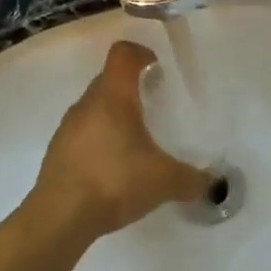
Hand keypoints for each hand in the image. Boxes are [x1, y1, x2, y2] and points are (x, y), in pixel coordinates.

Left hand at [31, 41, 212, 239]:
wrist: (60, 217)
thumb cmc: (115, 182)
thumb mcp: (165, 181)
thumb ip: (193, 180)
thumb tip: (214, 184)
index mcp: (112, 97)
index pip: (123, 54)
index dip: (141, 53)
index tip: (158, 68)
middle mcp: (86, 105)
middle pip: (108, 81)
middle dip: (132, 89)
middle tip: (155, 108)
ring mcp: (67, 129)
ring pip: (94, 109)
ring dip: (114, 117)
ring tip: (136, 143)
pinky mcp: (57, 154)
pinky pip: (83, 135)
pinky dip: (100, 142)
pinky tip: (115, 169)